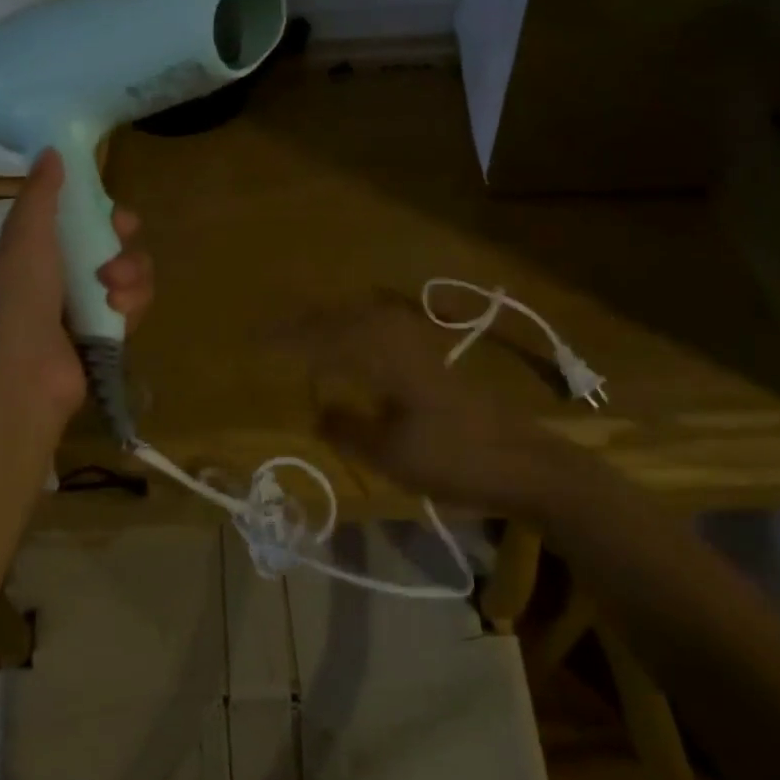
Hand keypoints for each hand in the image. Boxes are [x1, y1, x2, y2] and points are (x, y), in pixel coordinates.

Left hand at [0, 149, 152, 435]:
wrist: (23, 379)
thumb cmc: (19, 303)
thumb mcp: (25, 240)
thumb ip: (41, 196)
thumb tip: (51, 150)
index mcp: (36, 252)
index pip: (78, 220)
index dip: (101, 213)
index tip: (115, 216)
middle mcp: (61, 277)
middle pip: (111, 246)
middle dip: (123, 247)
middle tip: (117, 255)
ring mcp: (84, 309)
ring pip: (129, 275)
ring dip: (130, 276)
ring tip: (114, 294)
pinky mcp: (105, 336)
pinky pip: (134, 307)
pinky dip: (132, 306)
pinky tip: (120, 314)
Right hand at [286, 298, 586, 512]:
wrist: (524, 462)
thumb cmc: (455, 461)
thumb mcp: (391, 456)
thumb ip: (348, 429)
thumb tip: (316, 410)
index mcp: (386, 359)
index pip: (326, 339)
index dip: (289, 339)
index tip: (256, 342)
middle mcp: (400, 340)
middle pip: (344, 318)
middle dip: (305, 322)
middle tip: (272, 333)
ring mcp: (421, 344)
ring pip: (364, 318)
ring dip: (331, 320)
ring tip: (303, 332)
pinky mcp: (433, 357)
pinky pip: (382, 327)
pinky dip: (356, 328)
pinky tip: (352, 343)